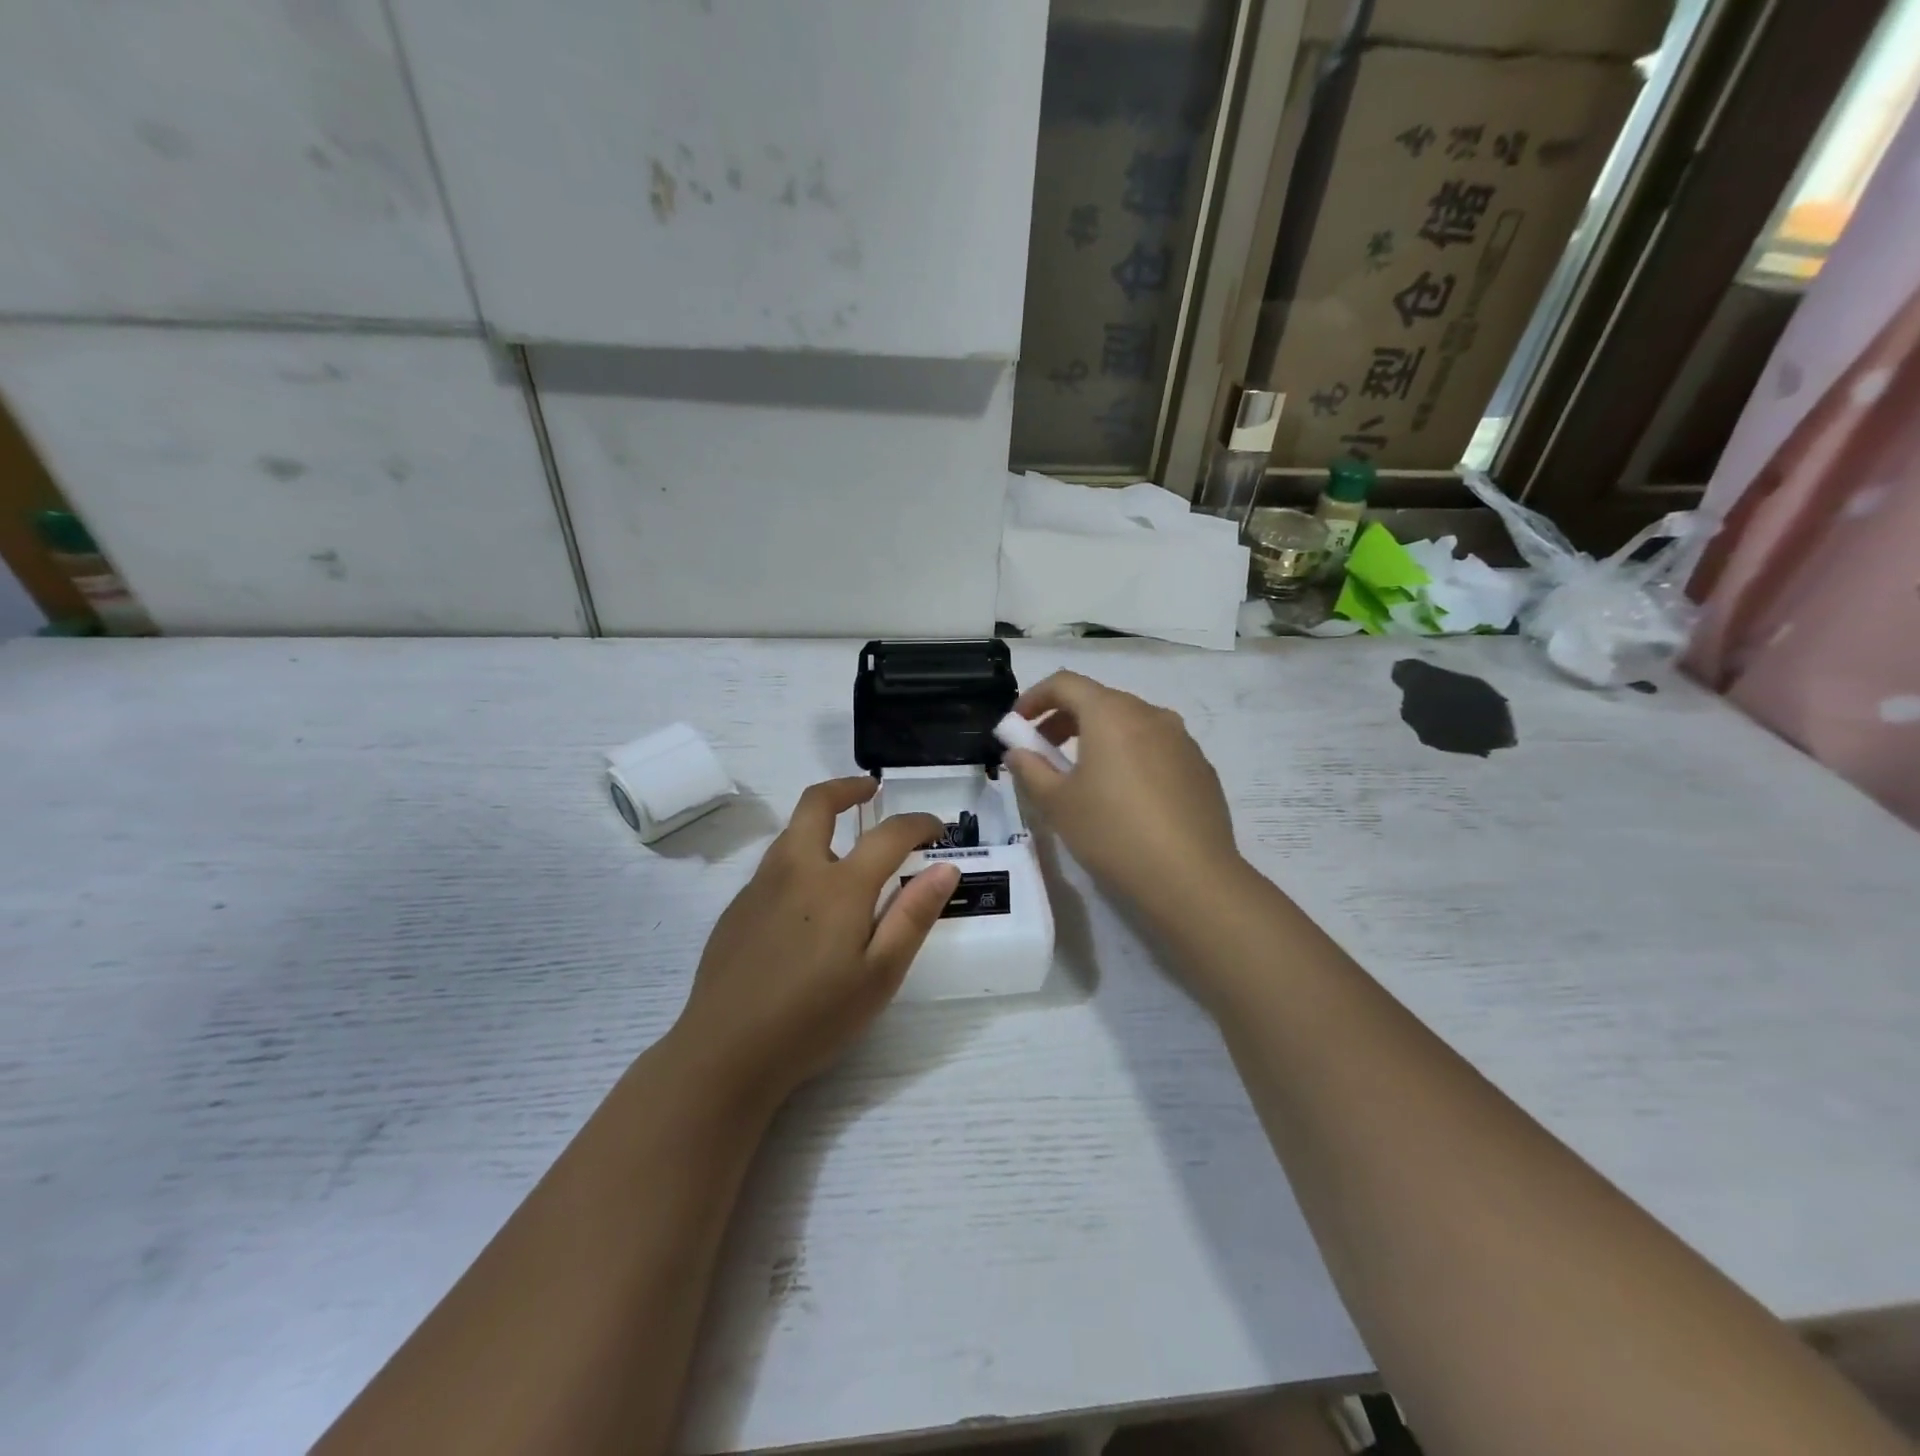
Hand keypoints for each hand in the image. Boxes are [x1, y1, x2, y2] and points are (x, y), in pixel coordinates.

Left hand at [671, 777, 960, 1110]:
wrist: (725, 1052)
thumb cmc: (814, 1017)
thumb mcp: (879, 975)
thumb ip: (913, 915)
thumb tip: (945, 867)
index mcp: (838, 885)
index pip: (888, 834)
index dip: (918, 824)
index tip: (936, 829)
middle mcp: (795, 870)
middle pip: (817, 803)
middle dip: (848, 787)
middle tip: (872, 791)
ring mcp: (760, 886)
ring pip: (792, 832)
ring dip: (822, 822)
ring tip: (847, 845)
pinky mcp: (737, 908)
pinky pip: (775, 865)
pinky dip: (801, 858)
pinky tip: (809, 901)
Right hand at [1003, 671, 1241, 915]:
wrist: (1191, 878)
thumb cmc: (1112, 832)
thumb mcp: (1057, 803)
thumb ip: (1030, 769)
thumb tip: (1018, 752)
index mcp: (1111, 713)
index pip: (1065, 683)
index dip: (1034, 697)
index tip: (1017, 725)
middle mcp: (1150, 714)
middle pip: (1099, 700)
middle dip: (1064, 720)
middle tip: (1043, 752)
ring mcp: (1182, 739)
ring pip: (1130, 723)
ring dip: (1098, 738)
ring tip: (1083, 777)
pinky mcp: (1200, 767)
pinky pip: (1156, 748)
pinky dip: (1130, 756)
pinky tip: (1125, 797)